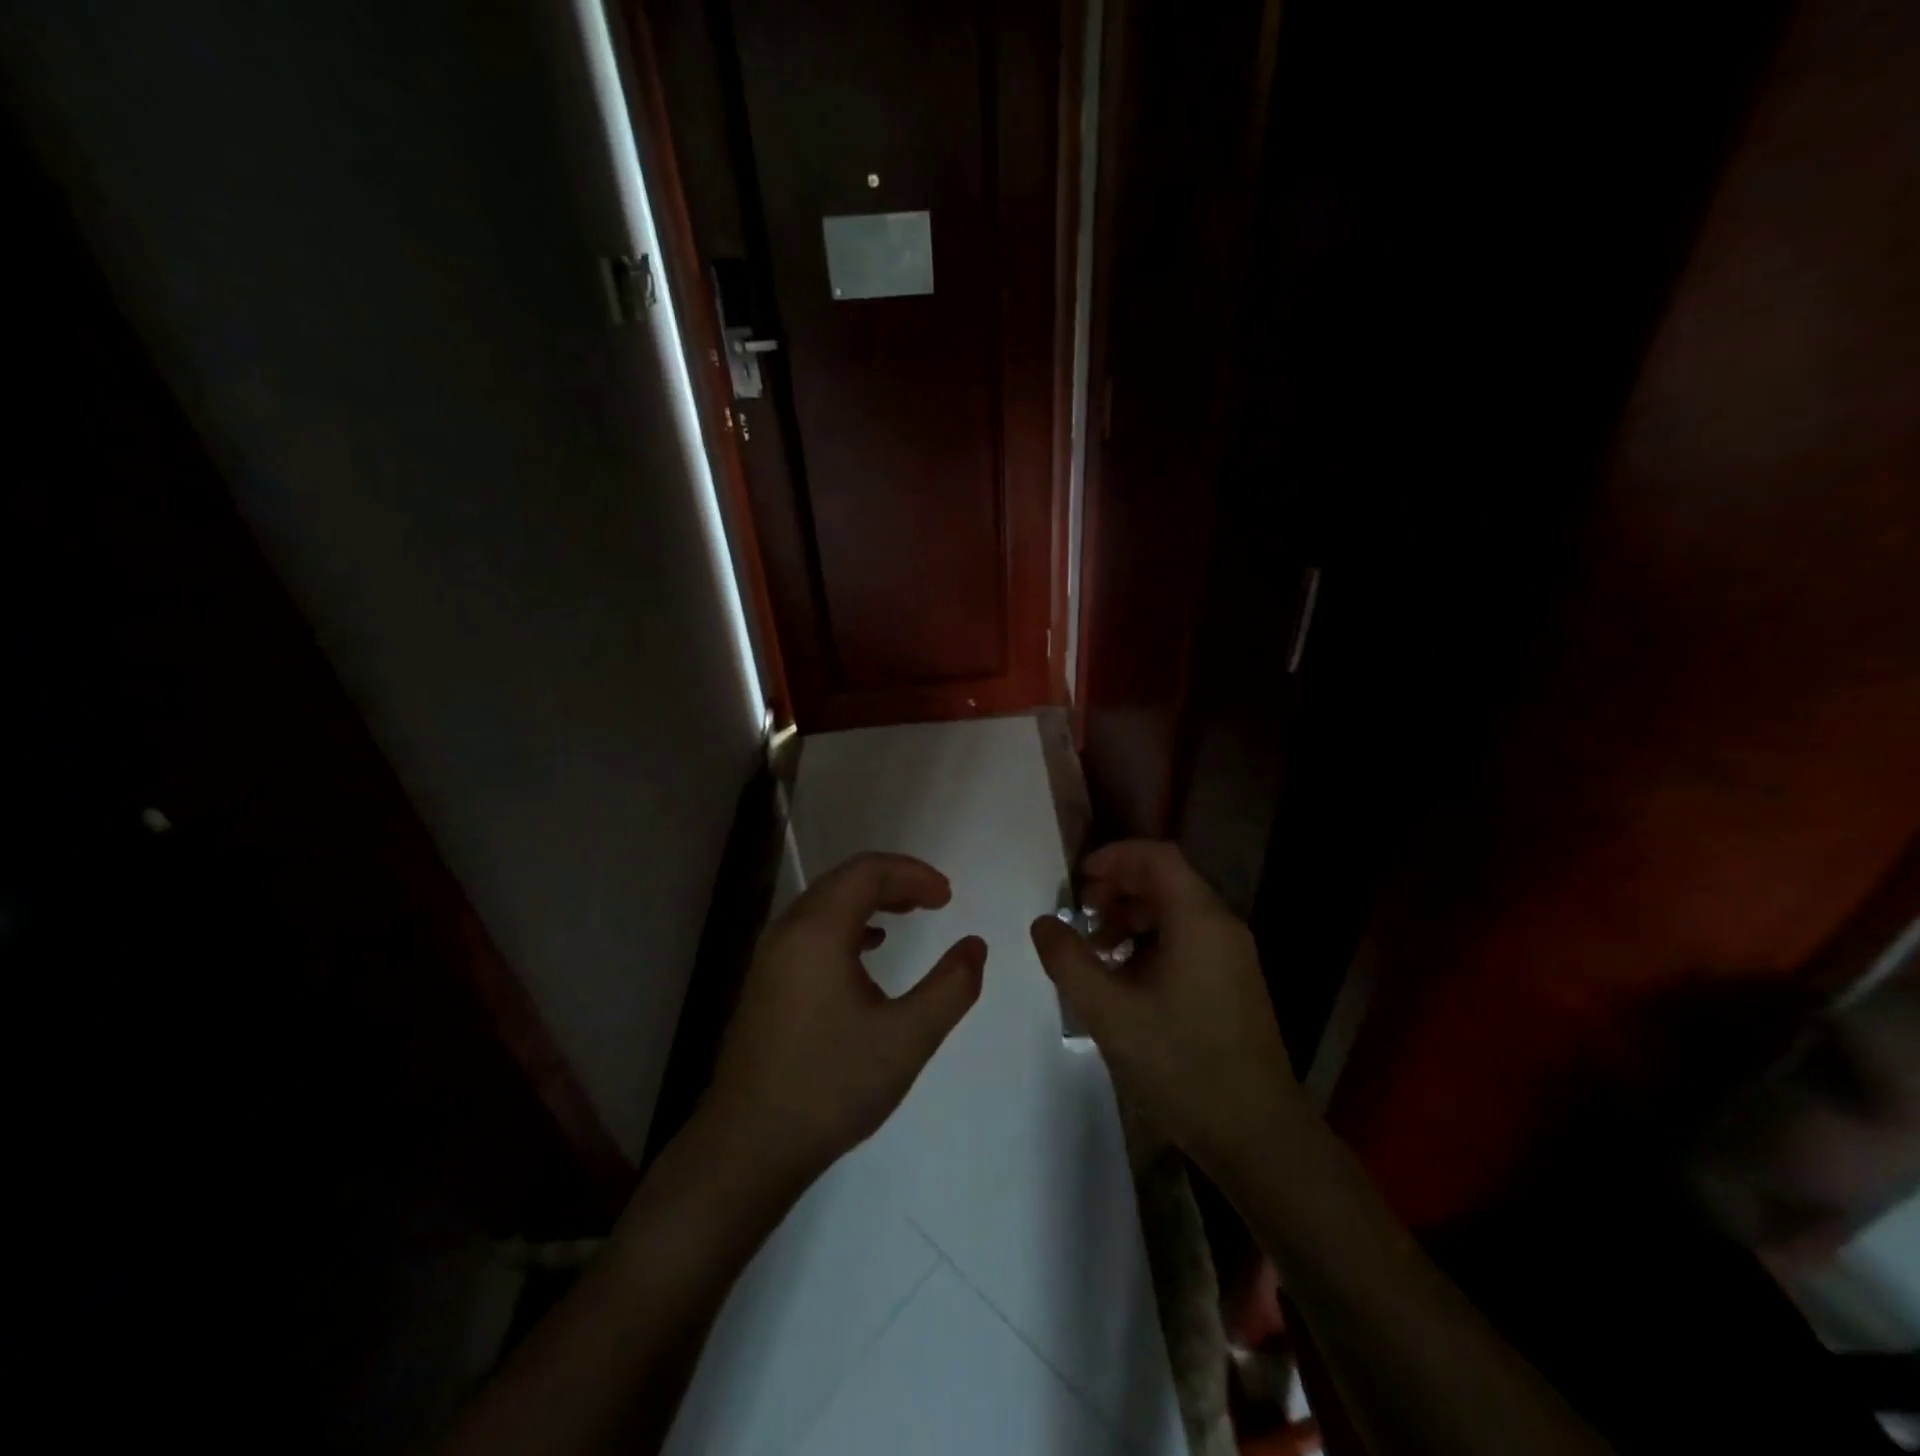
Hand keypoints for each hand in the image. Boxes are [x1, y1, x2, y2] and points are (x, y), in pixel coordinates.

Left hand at [704, 852, 985, 1185]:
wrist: (747, 1147)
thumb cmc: (830, 1086)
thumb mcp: (906, 1039)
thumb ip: (951, 987)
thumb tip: (975, 946)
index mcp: (818, 932)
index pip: (867, 872)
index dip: (912, 873)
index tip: (948, 897)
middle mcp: (788, 931)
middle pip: (844, 881)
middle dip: (894, 881)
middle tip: (935, 900)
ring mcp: (770, 957)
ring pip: (825, 904)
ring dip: (869, 900)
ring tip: (908, 914)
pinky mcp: (765, 982)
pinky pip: (811, 929)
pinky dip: (847, 924)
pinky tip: (868, 950)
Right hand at [1029, 841, 1299, 1177]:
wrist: (1257, 1135)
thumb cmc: (1181, 1064)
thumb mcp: (1109, 1012)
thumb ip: (1068, 961)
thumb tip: (1043, 922)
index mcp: (1198, 920)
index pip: (1157, 857)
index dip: (1114, 857)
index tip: (1078, 881)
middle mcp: (1222, 927)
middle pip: (1166, 880)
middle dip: (1118, 889)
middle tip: (1081, 916)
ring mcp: (1233, 957)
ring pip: (1176, 912)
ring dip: (1132, 918)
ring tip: (1097, 951)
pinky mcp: (1234, 984)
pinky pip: (1188, 940)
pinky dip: (1152, 943)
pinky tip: (1127, 980)